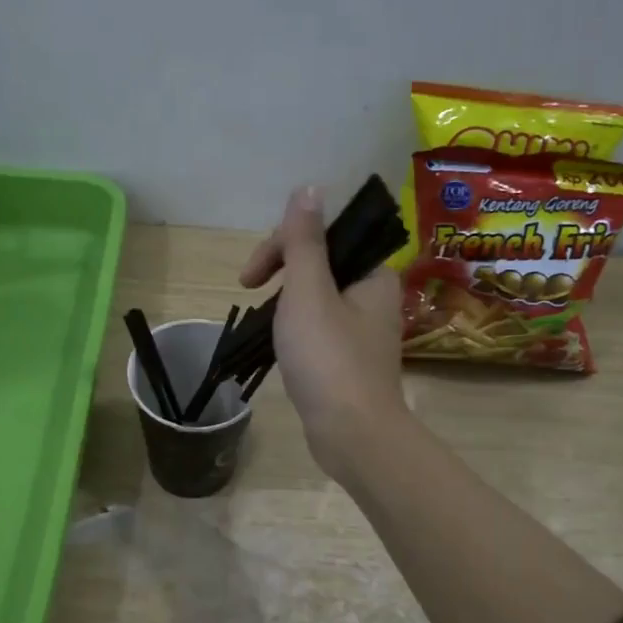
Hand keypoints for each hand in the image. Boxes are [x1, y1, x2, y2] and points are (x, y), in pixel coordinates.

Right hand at [241, 184, 405, 476]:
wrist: (352, 434)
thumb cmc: (328, 358)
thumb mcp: (308, 292)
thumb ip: (304, 241)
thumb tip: (308, 188)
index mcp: (372, 274)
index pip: (323, 238)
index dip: (280, 246)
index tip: (248, 279)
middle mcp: (375, 297)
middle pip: (321, 266)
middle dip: (281, 274)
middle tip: (251, 295)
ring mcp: (364, 332)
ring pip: (318, 299)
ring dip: (286, 303)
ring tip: (263, 325)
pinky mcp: (352, 361)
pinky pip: (320, 330)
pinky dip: (297, 330)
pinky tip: (281, 348)